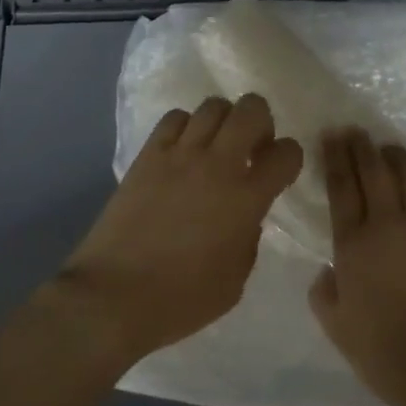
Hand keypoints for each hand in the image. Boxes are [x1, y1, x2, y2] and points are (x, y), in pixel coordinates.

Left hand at [59, 95, 302, 360]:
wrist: (115, 295)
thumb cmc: (181, 299)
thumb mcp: (235, 280)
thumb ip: (249, 237)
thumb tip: (246, 214)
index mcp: (246, 198)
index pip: (286, 153)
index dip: (290, 157)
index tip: (280, 170)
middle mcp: (217, 165)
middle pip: (252, 109)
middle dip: (261, 122)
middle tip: (252, 147)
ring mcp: (180, 154)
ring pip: (213, 106)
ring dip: (224, 121)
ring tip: (217, 145)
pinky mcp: (148, 154)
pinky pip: (175, 118)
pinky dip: (187, 126)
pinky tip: (183, 149)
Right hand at [309, 128, 405, 405]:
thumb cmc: (383, 352)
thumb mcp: (337, 327)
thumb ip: (324, 293)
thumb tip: (327, 272)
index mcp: (353, 244)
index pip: (341, 187)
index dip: (334, 157)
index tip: (331, 134)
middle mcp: (388, 225)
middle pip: (374, 172)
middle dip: (362, 146)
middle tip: (355, 130)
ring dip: (400, 157)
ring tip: (390, 147)